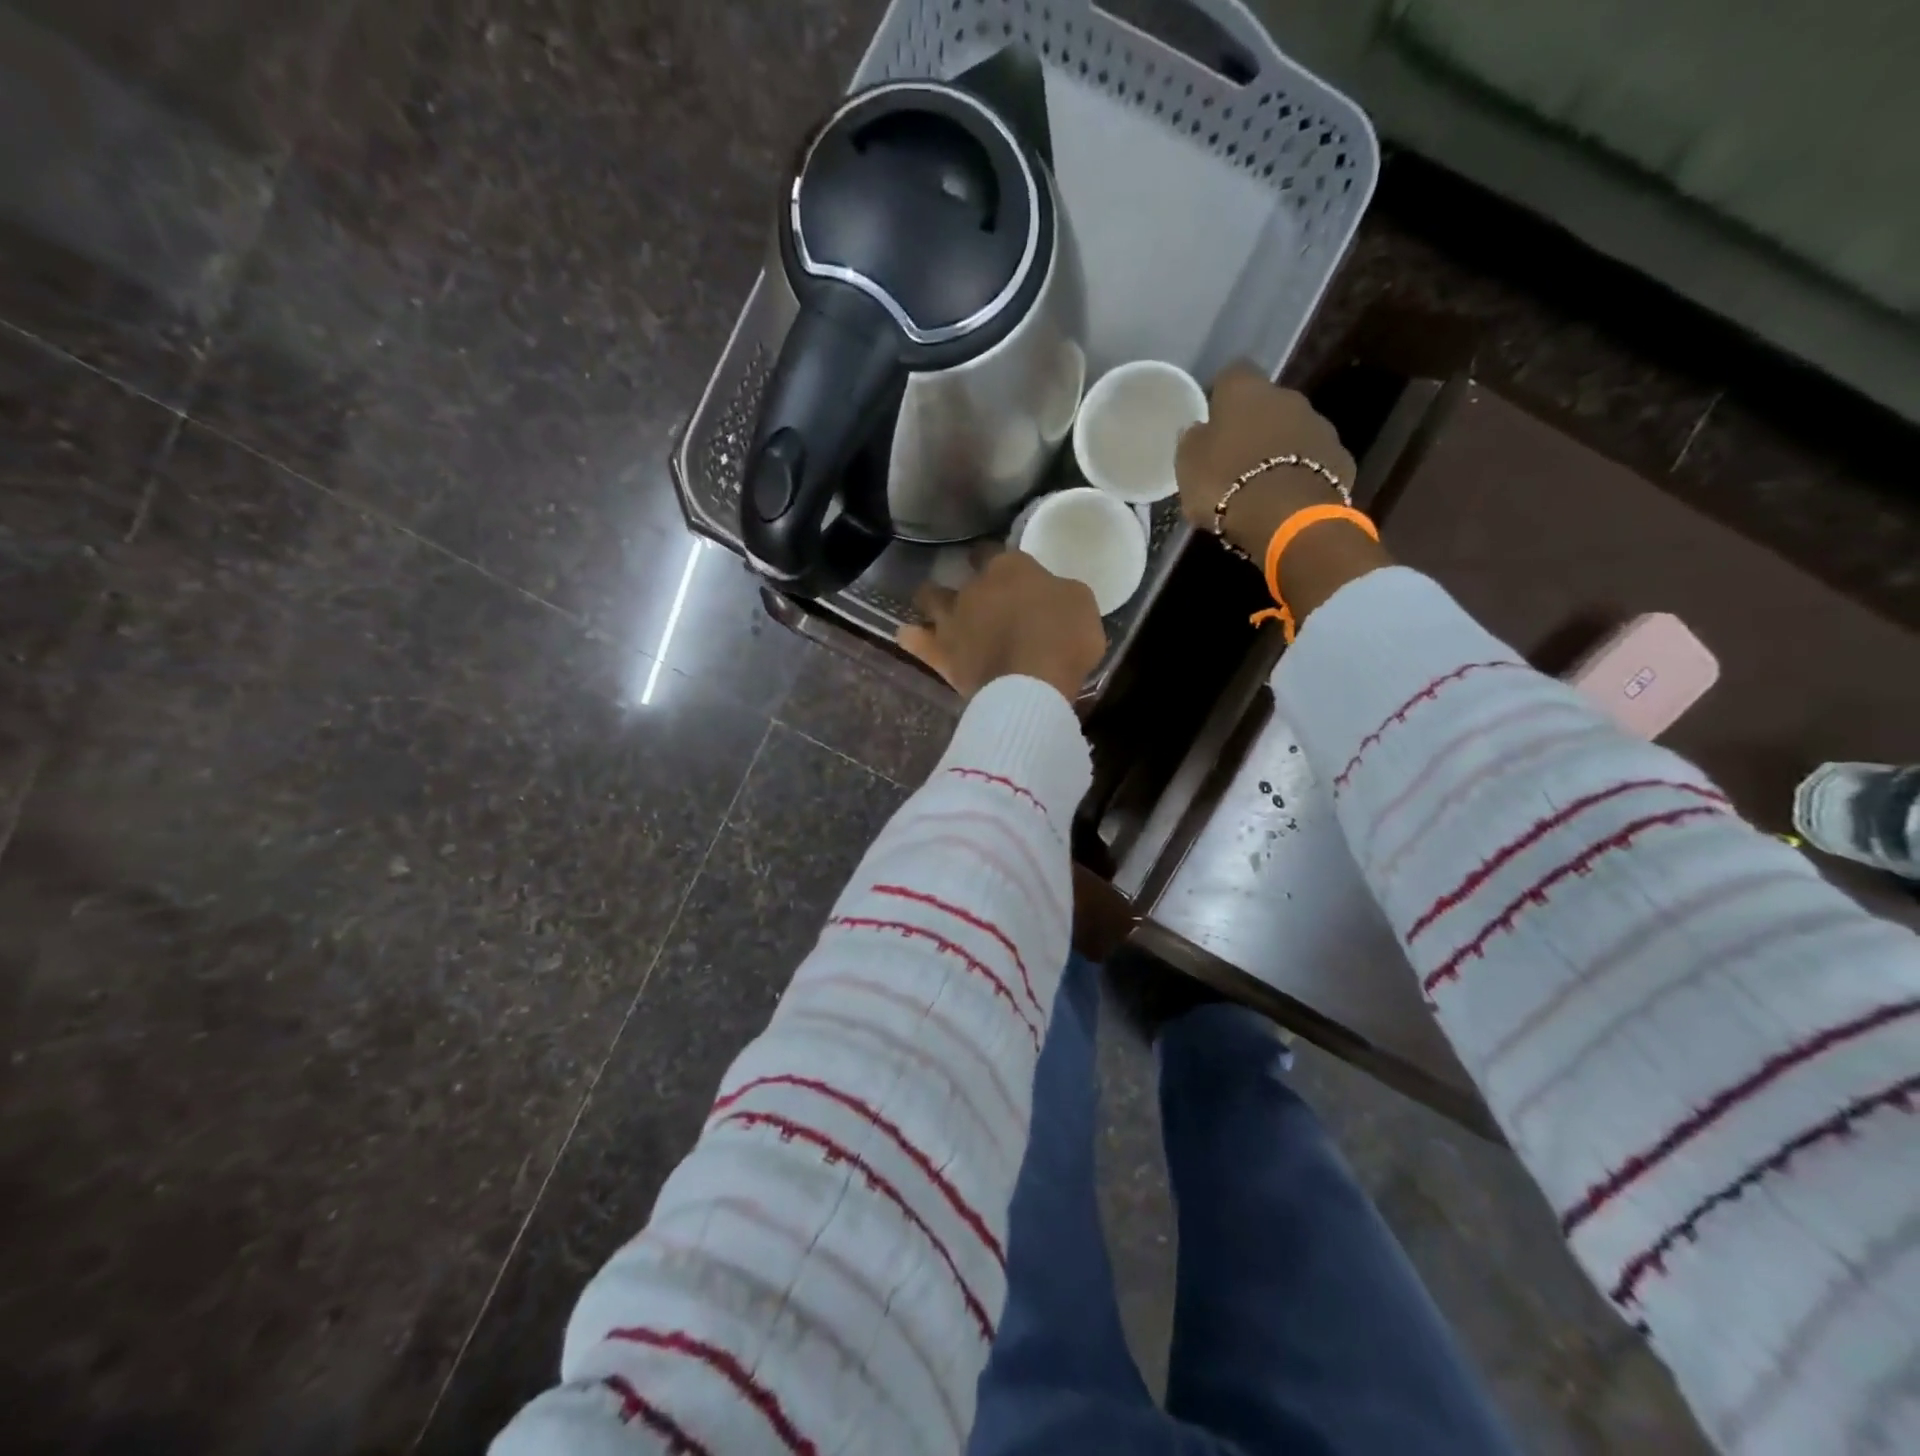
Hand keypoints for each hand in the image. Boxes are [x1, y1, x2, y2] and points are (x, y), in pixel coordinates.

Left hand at [898, 550, 1106, 702]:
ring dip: (932, 601)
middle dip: (967, 580)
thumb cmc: (1064, 639)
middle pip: (963, 574)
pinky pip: (914, 640)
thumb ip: (1059, 594)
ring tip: (938, 610)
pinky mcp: (940, 654)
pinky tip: (909, 634)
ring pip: (929, 598)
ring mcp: (952, 620)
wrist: (1031, 683)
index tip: (1005, 570)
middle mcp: (975, 587)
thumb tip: (1050, 596)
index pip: (994, 551)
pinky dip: (912, 636)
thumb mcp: (1081, 604)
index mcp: (1010, 568)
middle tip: (980, 596)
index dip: (997, 558)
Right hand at [1175, 363, 1358, 557]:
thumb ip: (1193, 441)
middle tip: (1235, 458)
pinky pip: (1314, 460)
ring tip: (1261, 483)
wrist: (1287, 516)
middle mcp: (1287, 397)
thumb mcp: (1188, 465)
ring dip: (1279, 448)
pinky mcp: (1340, 458)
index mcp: (1246, 391)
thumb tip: (1198, 430)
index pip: (1233, 373)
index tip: (1212, 419)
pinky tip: (1286, 497)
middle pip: (1267, 403)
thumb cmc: (1226, 483)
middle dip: (1254, 424)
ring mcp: (1319, 426)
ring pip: (1293, 430)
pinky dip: (1301, 472)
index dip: (1221, 394)